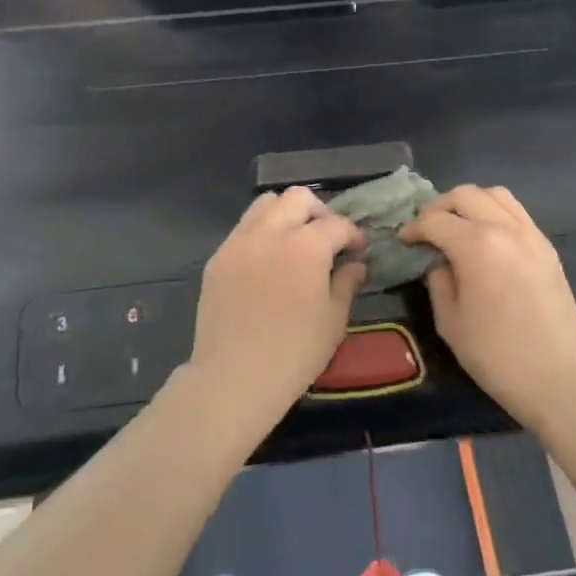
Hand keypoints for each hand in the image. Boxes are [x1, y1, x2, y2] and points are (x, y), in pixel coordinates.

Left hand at [190, 187, 367, 426]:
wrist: (234, 377)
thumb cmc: (294, 353)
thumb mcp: (333, 321)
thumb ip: (347, 283)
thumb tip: (356, 264)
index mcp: (306, 246)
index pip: (336, 224)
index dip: (353, 235)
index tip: (357, 252)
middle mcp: (271, 233)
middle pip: (298, 198)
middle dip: (319, 212)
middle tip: (327, 240)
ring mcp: (239, 242)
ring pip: (265, 204)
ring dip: (286, 214)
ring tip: (294, 242)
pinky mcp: (218, 257)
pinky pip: (243, 228)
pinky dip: (261, 232)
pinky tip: (267, 262)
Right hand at [400, 185, 575, 430]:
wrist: (560, 380)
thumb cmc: (497, 356)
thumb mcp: (450, 322)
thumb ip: (438, 282)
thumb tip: (438, 261)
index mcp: (477, 246)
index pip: (435, 220)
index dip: (414, 228)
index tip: (403, 240)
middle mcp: (505, 229)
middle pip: (465, 195)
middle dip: (439, 207)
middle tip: (426, 229)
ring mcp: (531, 235)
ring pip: (495, 194)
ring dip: (470, 203)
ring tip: (456, 225)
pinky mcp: (548, 248)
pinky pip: (517, 212)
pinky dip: (495, 212)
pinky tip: (486, 238)